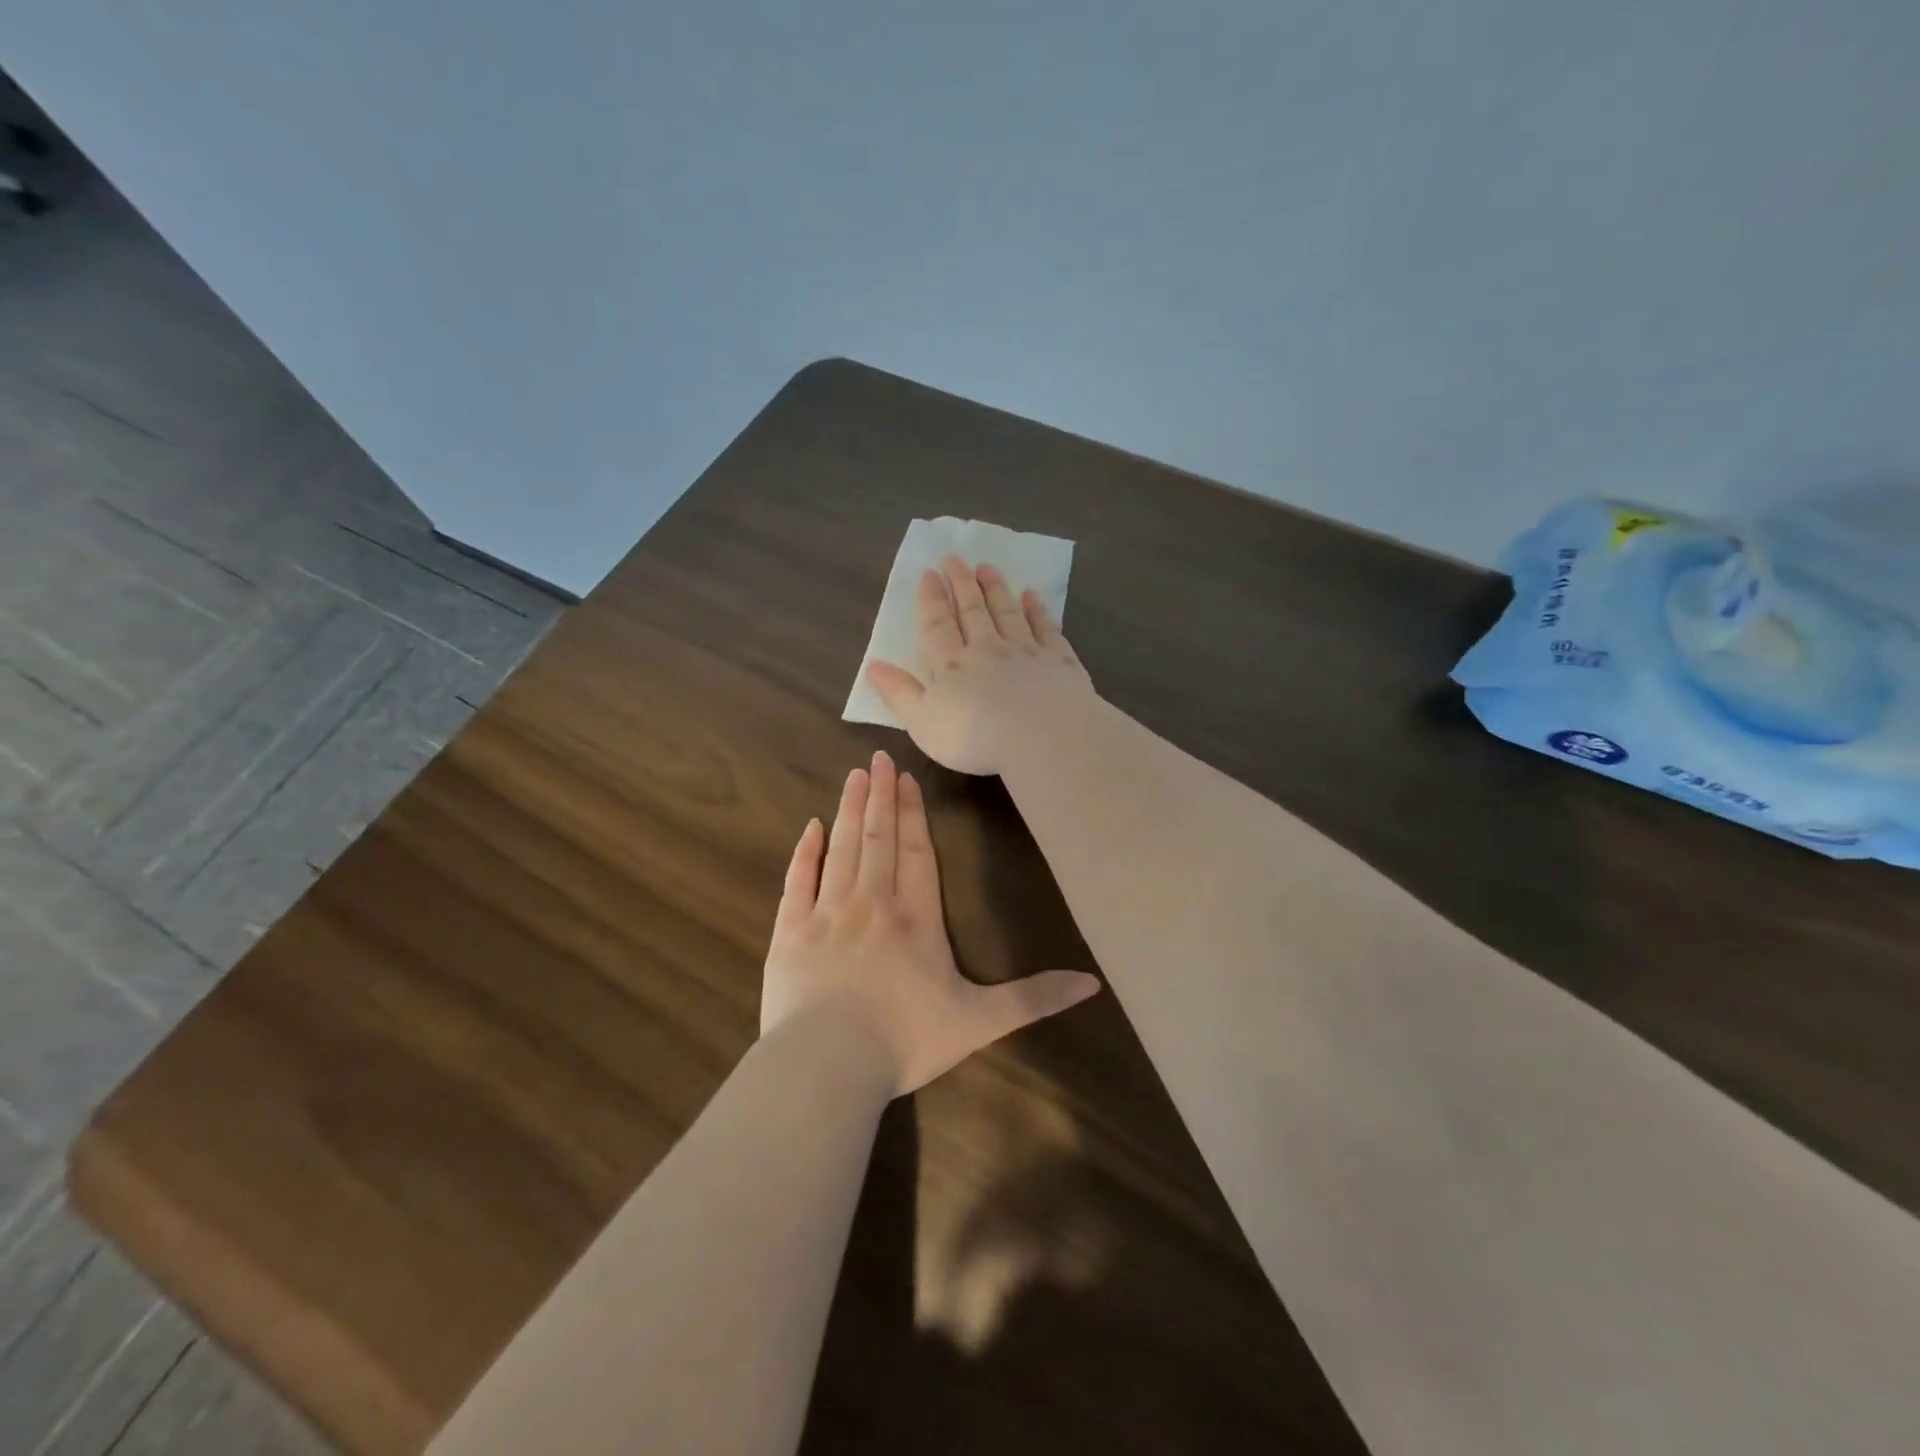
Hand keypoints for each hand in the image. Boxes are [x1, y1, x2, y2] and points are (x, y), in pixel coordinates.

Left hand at [761, 749, 1100, 1094]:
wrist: (827, 1064)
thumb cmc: (906, 1040)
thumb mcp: (980, 1021)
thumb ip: (1033, 998)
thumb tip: (1092, 983)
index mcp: (916, 919)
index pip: (917, 853)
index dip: (913, 814)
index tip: (905, 778)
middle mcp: (872, 903)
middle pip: (878, 839)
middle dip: (880, 797)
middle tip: (878, 758)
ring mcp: (827, 913)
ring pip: (842, 848)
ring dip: (848, 810)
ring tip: (854, 776)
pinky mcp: (790, 931)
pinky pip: (798, 880)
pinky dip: (805, 852)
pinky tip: (811, 827)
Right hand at [865, 555, 1095, 776]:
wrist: (1044, 738)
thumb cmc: (975, 739)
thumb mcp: (923, 722)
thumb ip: (899, 693)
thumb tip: (873, 665)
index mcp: (952, 665)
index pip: (938, 625)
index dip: (932, 599)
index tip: (928, 573)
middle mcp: (988, 649)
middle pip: (972, 611)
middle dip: (961, 583)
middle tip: (954, 558)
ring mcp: (1026, 651)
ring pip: (1007, 612)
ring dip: (995, 589)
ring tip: (987, 567)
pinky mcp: (1059, 660)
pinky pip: (1046, 628)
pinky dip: (1037, 610)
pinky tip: (1031, 596)